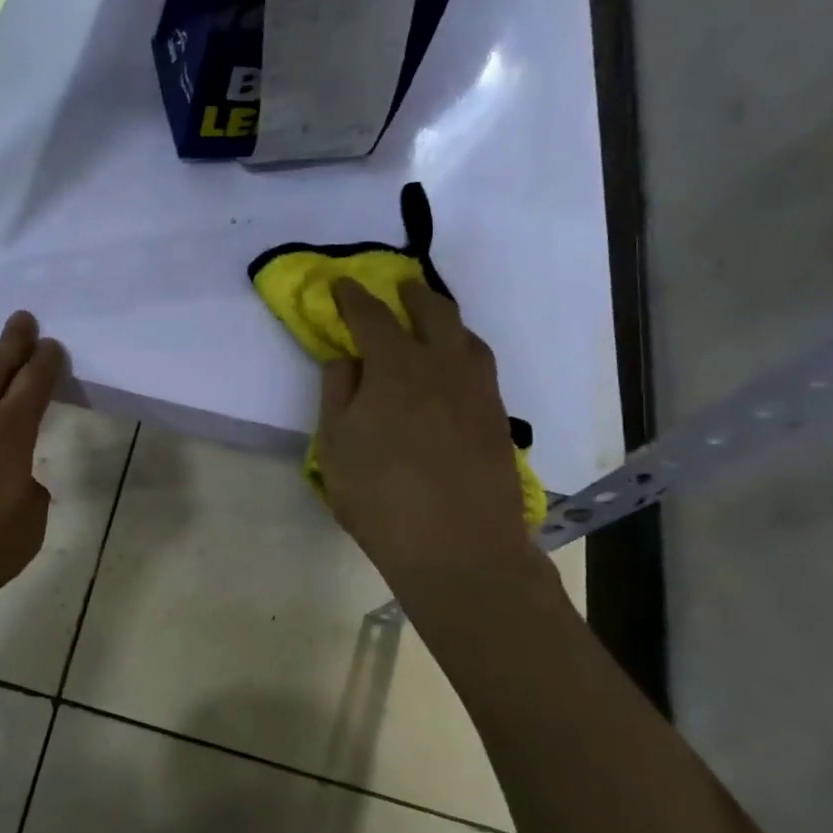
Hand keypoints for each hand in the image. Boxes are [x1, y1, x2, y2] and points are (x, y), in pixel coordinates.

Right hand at [318, 280, 540, 585]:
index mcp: (396, 365)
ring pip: (465, 336)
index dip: (352, 296)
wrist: (458, 547)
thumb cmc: (380, 495)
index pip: (371, 315)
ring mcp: (478, 390)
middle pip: (432, 311)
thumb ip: (337, 392)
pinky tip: (453, 370)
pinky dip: (462, 351)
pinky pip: (480, 366)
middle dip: (410, 294)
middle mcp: (443, 365)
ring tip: (429, 323)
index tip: (341, 284)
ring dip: (444, 319)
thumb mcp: (335, 444)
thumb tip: (346, 358)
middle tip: (396, 289)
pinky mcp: (497, 417)